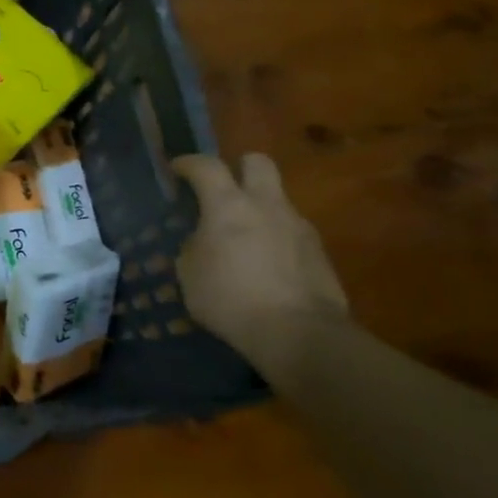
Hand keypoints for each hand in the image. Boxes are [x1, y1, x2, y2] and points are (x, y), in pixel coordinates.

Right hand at [171, 153, 349, 364]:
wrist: (300, 335)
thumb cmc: (231, 299)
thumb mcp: (190, 274)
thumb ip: (193, 246)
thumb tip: (202, 240)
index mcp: (229, 205)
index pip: (206, 166)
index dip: (189, 163)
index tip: (177, 168)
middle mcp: (267, 206)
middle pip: (258, 162)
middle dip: (239, 167)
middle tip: (223, 189)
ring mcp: (299, 227)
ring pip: (277, 200)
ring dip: (259, 210)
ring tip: (243, 240)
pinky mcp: (320, 254)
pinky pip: (292, 233)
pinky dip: (276, 240)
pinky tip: (266, 267)